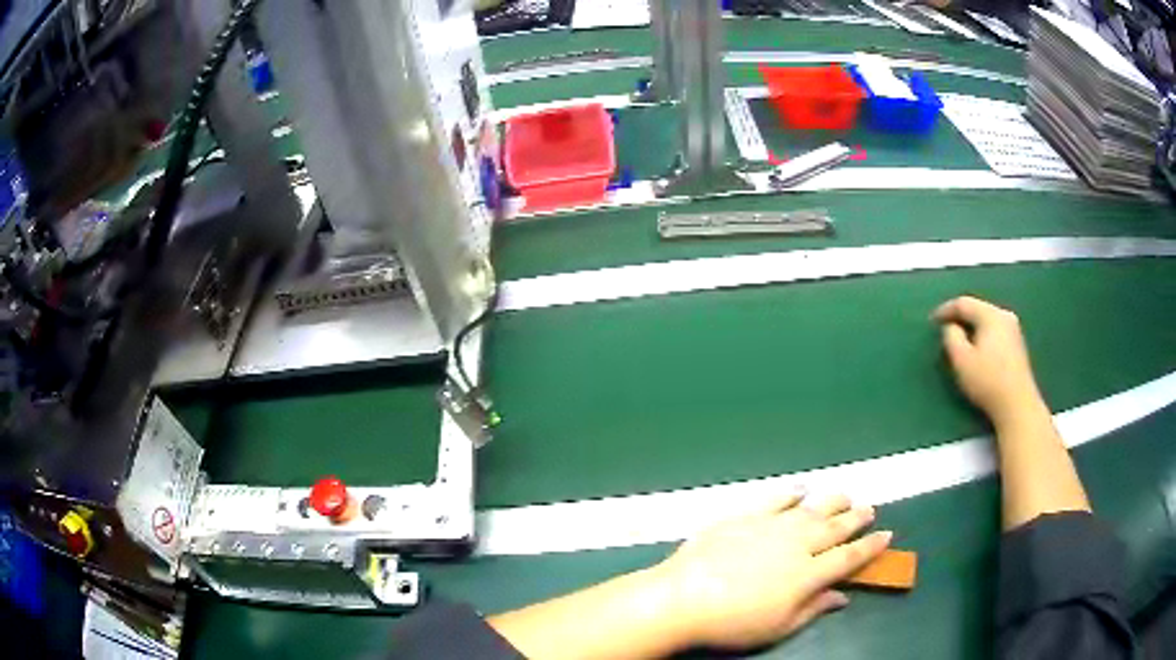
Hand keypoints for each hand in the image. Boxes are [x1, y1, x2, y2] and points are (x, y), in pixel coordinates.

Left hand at [653, 493, 890, 650]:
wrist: (683, 598)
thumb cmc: (732, 623)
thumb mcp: (778, 627)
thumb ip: (813, 609)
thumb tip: (842, 596)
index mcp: (808, 574)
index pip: (848, 557)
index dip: (870, 547)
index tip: (887, 535)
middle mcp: (796, 544)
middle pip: (834, 528)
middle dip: (855, 519)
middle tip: (869, 509)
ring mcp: (770, 526)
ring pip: (810, 509)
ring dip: (831, 502)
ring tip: (845, 496)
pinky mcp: (744, 516)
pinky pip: (774, 499)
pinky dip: (790, 493)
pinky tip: (800, 490)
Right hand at [933, 296, 1046, 426]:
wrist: (1018, 405)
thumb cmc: (988, 381)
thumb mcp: (961, 360)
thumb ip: (952, 337)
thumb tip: (952, 327)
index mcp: (991, 315)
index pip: (964, 303)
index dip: (946, 310)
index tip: (932, 321)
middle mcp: (1004, 316)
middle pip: (977, 309)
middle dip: (960, 317)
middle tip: (945, 329)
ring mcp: (1014, 330)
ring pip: (987, 321)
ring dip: (972, 327)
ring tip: (960, 339)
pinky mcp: (1018, 345)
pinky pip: (995, 331)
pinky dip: (983, 335)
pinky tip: (978, 349)